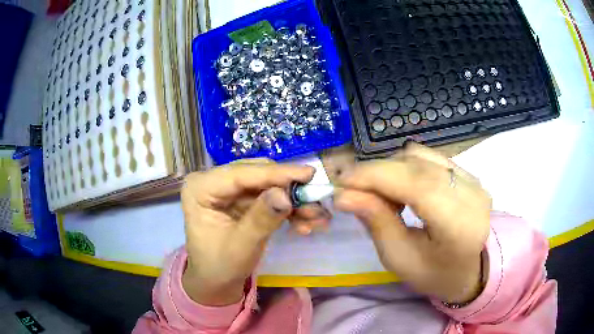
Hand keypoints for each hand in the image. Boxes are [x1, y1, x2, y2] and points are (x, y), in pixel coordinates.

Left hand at [181, 159, 322, 305]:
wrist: (216, 281)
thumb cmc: (220, 266)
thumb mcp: (241, 246)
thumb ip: (261, 219)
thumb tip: (286, 195)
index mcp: (200, 188)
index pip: (241, 174)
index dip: (276, 173)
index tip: (309, 174)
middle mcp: (213, 182)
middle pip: (257, 175)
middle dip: (288, 188)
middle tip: (316, 199)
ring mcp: (228, 190)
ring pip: (268, 185)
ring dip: (293, 200)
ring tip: (316, 217)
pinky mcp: (241, 199)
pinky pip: (270, 197)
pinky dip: (288, 209)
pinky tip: (305, 223)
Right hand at [334, 143, 490, 302]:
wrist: (470, 270)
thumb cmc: (435, 274)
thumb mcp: (400, 259)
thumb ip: (376, 222)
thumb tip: (343, 195)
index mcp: (459, 224)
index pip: (416, 183)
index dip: (376, 175)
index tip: (341, 180)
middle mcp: (471, 193)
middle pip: (417, 164)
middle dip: (377, 171)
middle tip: (353, 189)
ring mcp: (472, 179)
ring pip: (421, 155)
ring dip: (391, 169)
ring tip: (380, 193)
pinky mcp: (468, 173)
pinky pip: (430, 158)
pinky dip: (406, 167)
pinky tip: (401, 187)